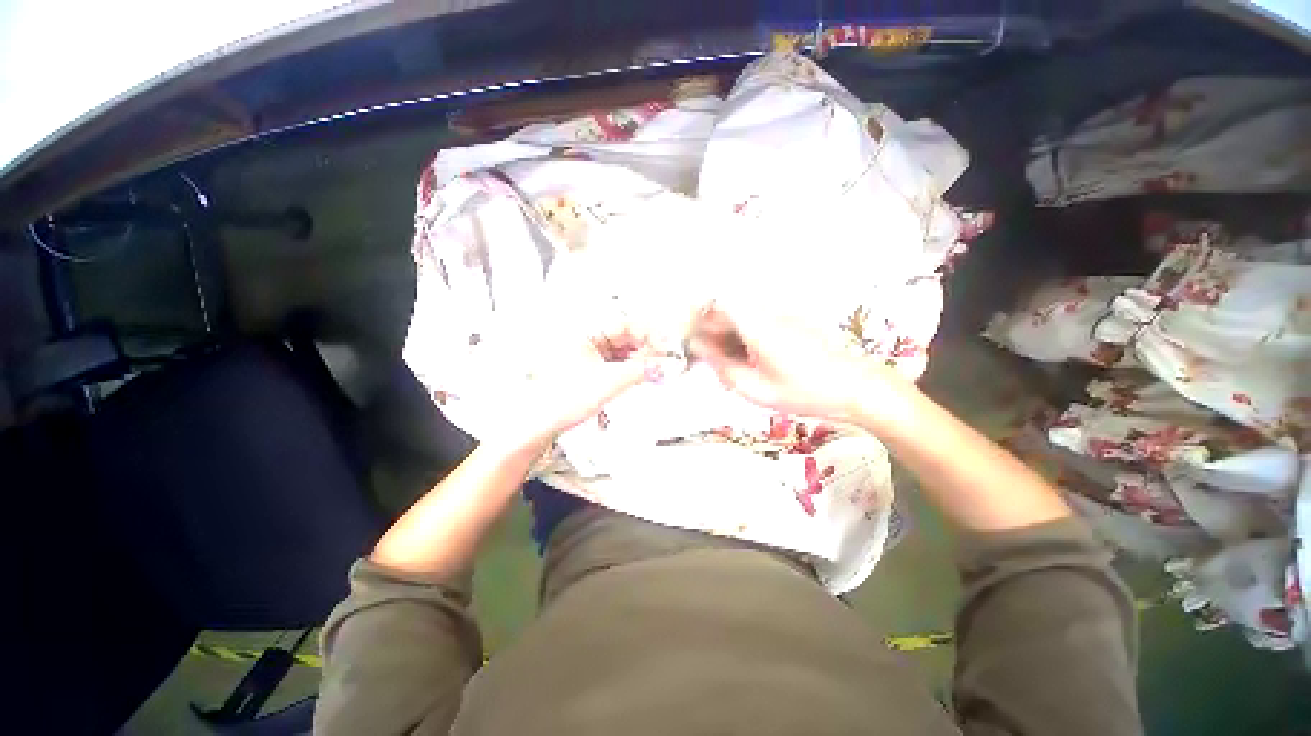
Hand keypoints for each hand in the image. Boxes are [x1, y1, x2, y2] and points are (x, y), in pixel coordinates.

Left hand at [498, 318, 663, 451]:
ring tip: (661, 370)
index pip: (626, 325)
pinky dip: (633, 369)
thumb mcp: (608, 383)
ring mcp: (589, 355)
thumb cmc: (564, 400)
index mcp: (585, 332)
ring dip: (643, 360)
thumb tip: (666, 365)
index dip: (650, 333)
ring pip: (624, 351)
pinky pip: (618, 364)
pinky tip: (646, 376)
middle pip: (626, 337)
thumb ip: (641, 371)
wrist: (539, 425)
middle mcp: (587, 339)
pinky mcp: (591, 370)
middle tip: (668, 360)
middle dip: (648, 349)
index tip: (668, 344)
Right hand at [688, 303, 910, 425]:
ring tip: (732, 367)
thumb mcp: (757, 389)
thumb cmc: (806, 391)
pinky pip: (758, 322)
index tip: (692, 342)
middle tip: (711, 363)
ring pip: (742, 316)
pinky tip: (751, 362)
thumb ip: (723, 368)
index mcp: (758, 325)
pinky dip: (746, 338)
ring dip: (728, 337)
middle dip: (712, 333)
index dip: (698, 319)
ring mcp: (782, 314)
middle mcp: (768, 312)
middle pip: (727, 310)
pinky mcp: (792, 320)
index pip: (716, 305)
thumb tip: (700, 351)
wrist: (857, 387)